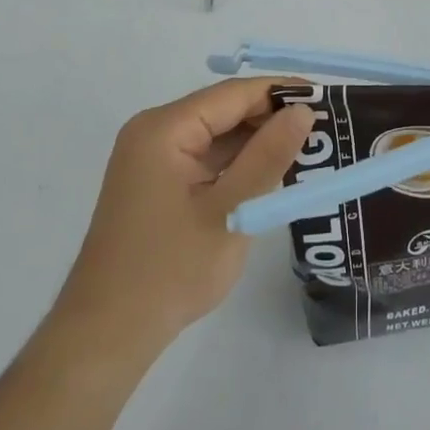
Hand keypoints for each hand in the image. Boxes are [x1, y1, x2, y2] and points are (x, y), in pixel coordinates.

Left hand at [53, 80, 313, 351]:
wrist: (105, 336)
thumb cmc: (168, 272)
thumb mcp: (230, 212)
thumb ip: (267, 157)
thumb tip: (302, 111)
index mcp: (164, 129)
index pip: (233, 95)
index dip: (280, 92)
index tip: (325, 99)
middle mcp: (154, 132)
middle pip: (223, 110)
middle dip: (271, 118)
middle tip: (323, 129)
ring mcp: (152, 158)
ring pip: (216, 135)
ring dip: (256, 142)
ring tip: (308, 149)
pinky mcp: (156, 182)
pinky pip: (205, 157)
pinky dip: (237, 163)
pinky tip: (271, 173)